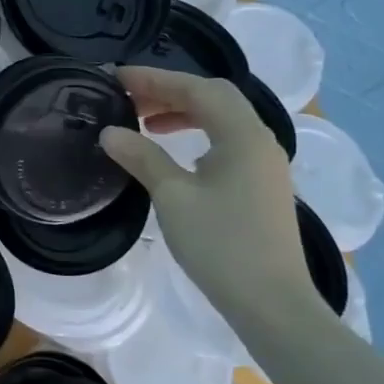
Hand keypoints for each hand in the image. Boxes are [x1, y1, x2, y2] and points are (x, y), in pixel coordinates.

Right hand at [99, 66, 313, 323]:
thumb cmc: (221, 245)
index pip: (196, 88)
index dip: (154, 78)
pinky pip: (226, 141)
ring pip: (221, 119)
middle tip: (128, 98)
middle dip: (168, 91)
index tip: (115, 78)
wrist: (273, 304)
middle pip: (213, 97)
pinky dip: (196, 133)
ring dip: (182, 111)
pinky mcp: (261, 185)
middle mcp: (259, 140)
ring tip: (144, 122)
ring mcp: (264, 164)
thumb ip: (142, 157)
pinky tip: (174, 152)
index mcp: (242, 135)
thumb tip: (110, 132)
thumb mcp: (172, 197)